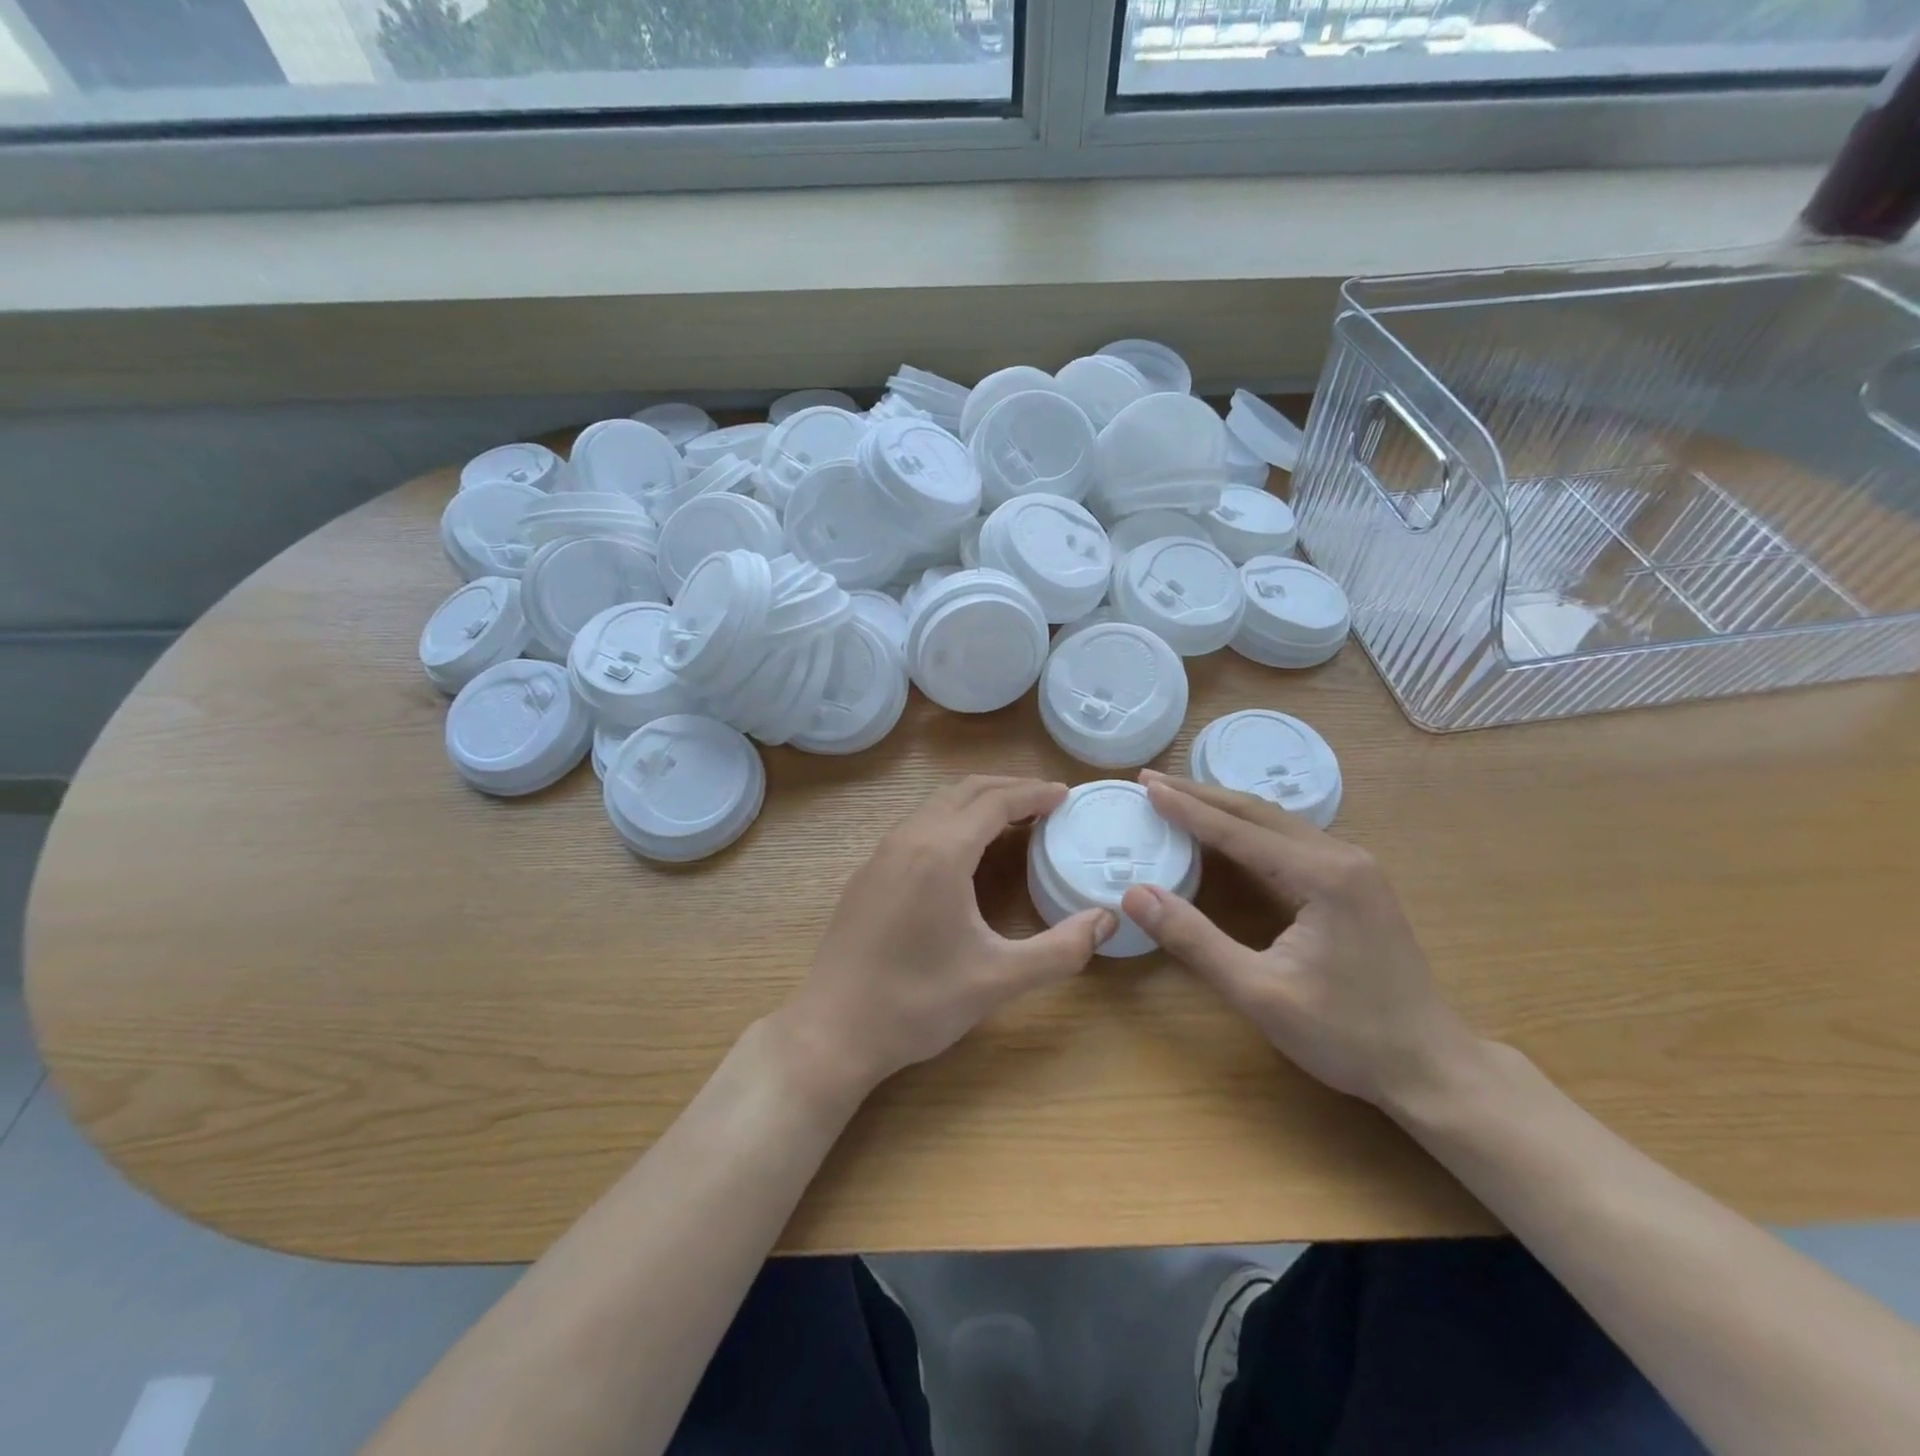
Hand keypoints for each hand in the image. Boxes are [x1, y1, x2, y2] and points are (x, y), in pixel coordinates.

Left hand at [779, 776, 1114, 1097]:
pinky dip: (950, 819)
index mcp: (942, 852)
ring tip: (1012, 819)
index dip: (1034, 793)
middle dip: (1008, 787)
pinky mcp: (867, 873)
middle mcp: (909, 839)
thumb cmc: (918, 1002)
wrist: (833, 1029)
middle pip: (965, 791)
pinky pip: (916, 825)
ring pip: (936, 805)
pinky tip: (962, 852)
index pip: (996, 801)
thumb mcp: (998, 980)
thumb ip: (1060, 950)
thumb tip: (1107, 921)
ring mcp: (881, 854)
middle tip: (1045, 801)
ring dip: (977, 801)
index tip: (1065, 795)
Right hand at [1119, 773, 1479, 1109]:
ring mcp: (1356, 868)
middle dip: (1201, 795)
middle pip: (1259, 812)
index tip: (1146, 785)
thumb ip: (1194, 940)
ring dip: (1225, 809)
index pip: (1238, 830)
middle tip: (1152, 781)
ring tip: (1180, 799)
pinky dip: (1250, 829)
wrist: (1432, 1068)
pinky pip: (1292, 839)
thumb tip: (1135, 894)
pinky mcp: (1358, 883)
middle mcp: (1343, 857)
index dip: (1186, 808)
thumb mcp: (1258, 992)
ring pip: (1277, 822)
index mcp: (1322, 876)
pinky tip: (1230, 832)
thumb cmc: (1346, 1035)